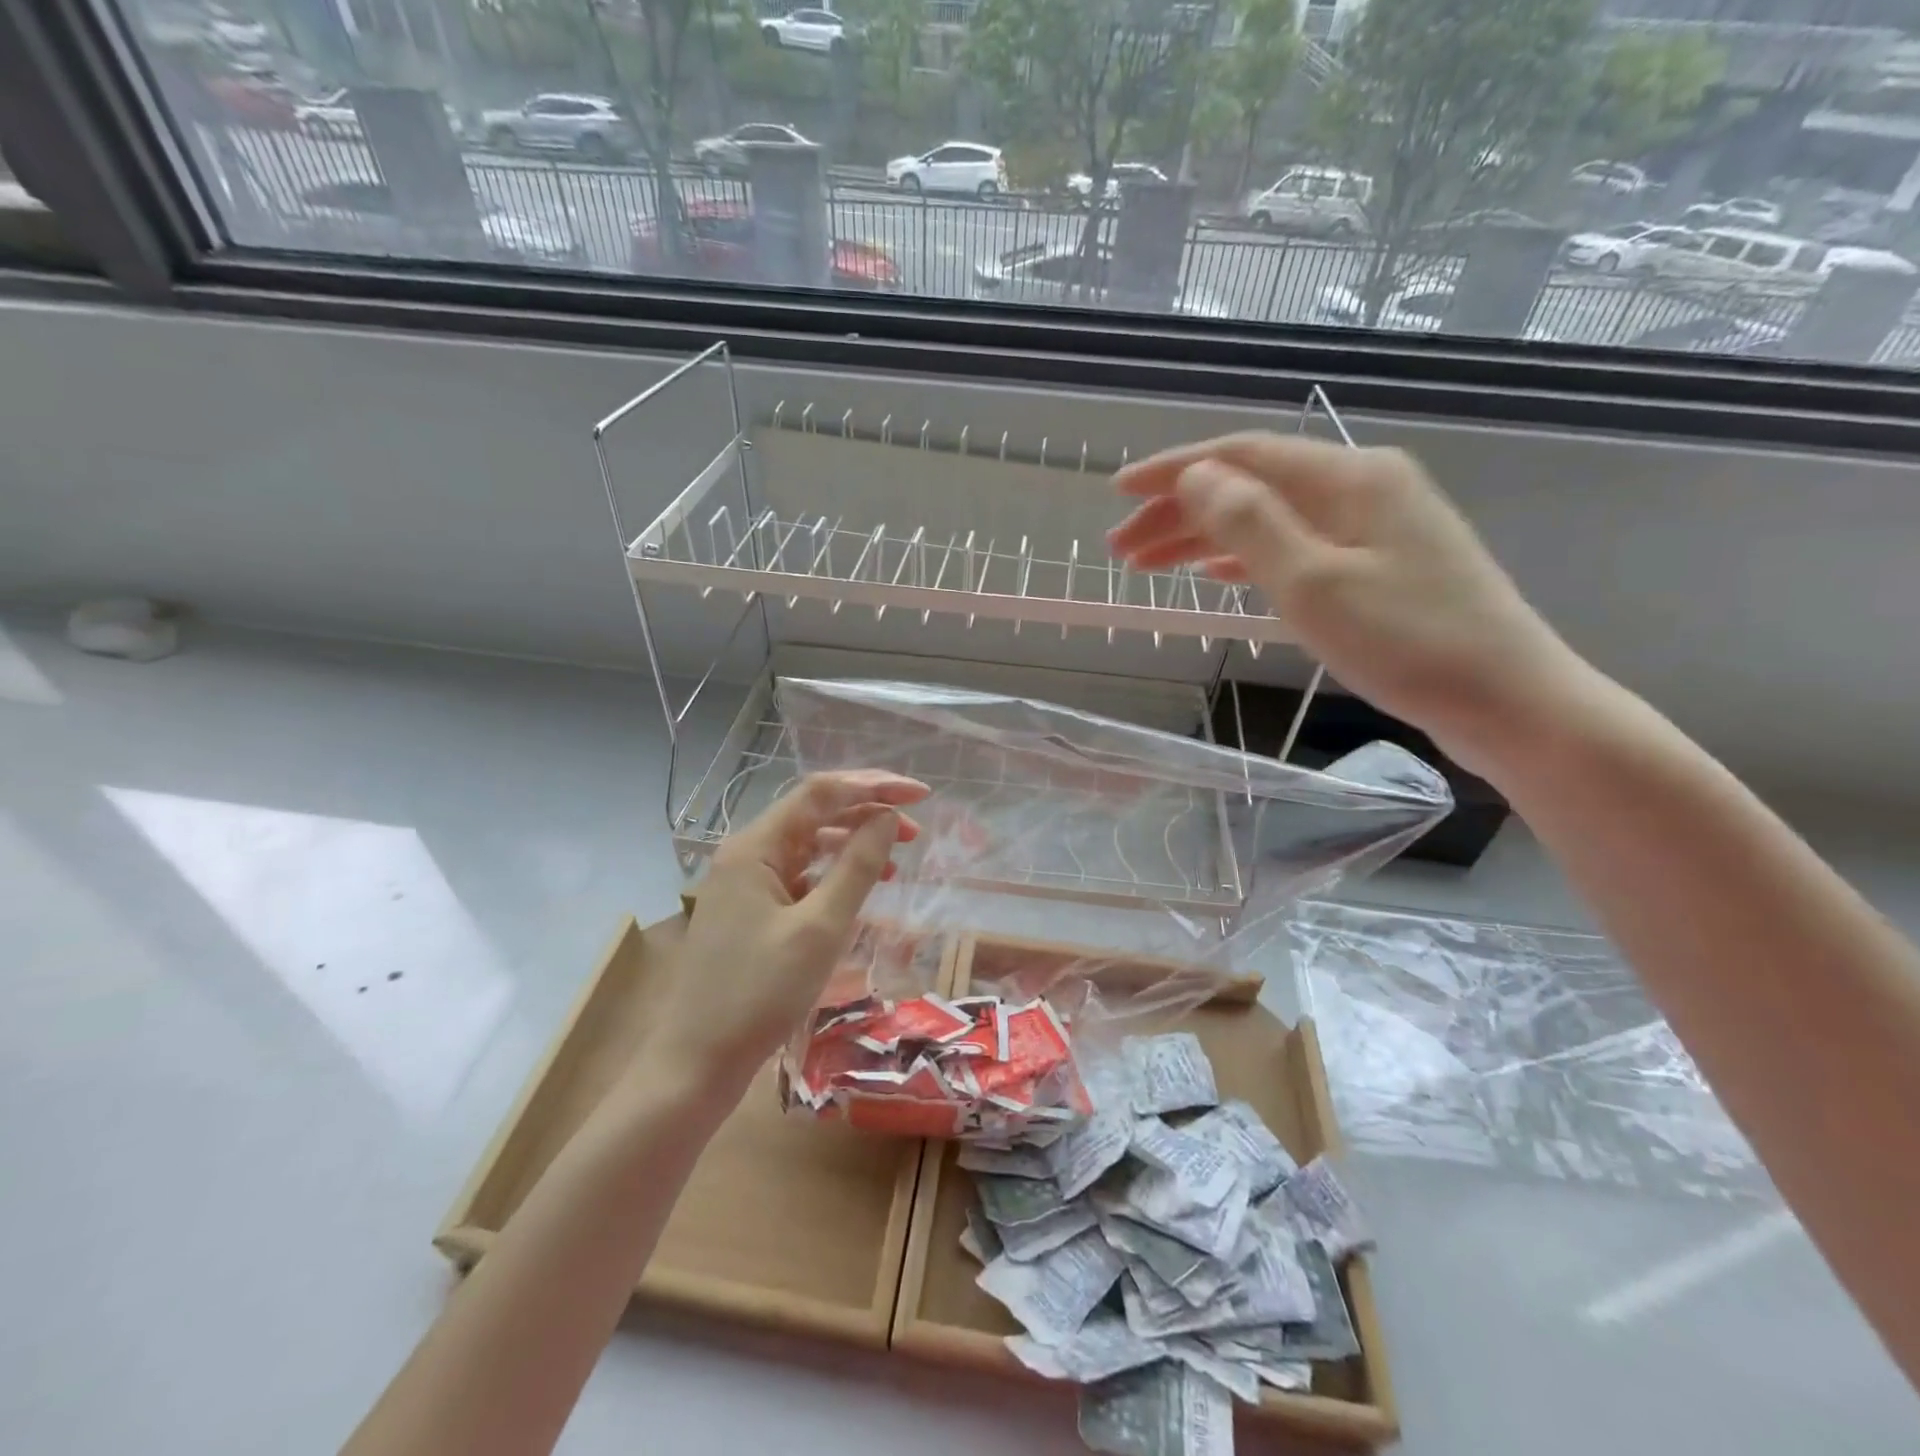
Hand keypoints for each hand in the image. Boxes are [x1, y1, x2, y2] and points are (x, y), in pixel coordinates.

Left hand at [646, 770, 930, 1094]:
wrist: (696, 1063)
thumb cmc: (760, 994)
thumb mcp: (820, 928)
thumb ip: (857, 866)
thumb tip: (888, 818)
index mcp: (755, 846)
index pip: (821, 793)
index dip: (874, 786)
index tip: (921, 795)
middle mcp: (747, 854)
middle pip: (814, 813)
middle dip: (867, 811)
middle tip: (916, 826)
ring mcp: (746, 883)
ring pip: (809, 844)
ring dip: (853, 842)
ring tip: (898, 855)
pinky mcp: (752, 911)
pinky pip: (800, 876)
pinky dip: (834, 874)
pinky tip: (862, 887)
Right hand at [1108, 433, 1590, 776]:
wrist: (1509, 701)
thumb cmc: (1409, 643)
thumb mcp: (1314, 582)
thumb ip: (1250, 523)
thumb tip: (1196, 477)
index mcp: (1349, 477)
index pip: (1242, 456)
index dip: (1174, 471)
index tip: (1118, 491)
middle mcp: (1362, 488)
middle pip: (1251, 486)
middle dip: (1180, 513)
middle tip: (1122, 549)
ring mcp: (1374, 528)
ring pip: (1269, 519)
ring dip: (1205, 538)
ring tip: (1150, 565)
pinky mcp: (1379, 566)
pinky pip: (1294, 547)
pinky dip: (1246, 558)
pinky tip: (1216, 574)